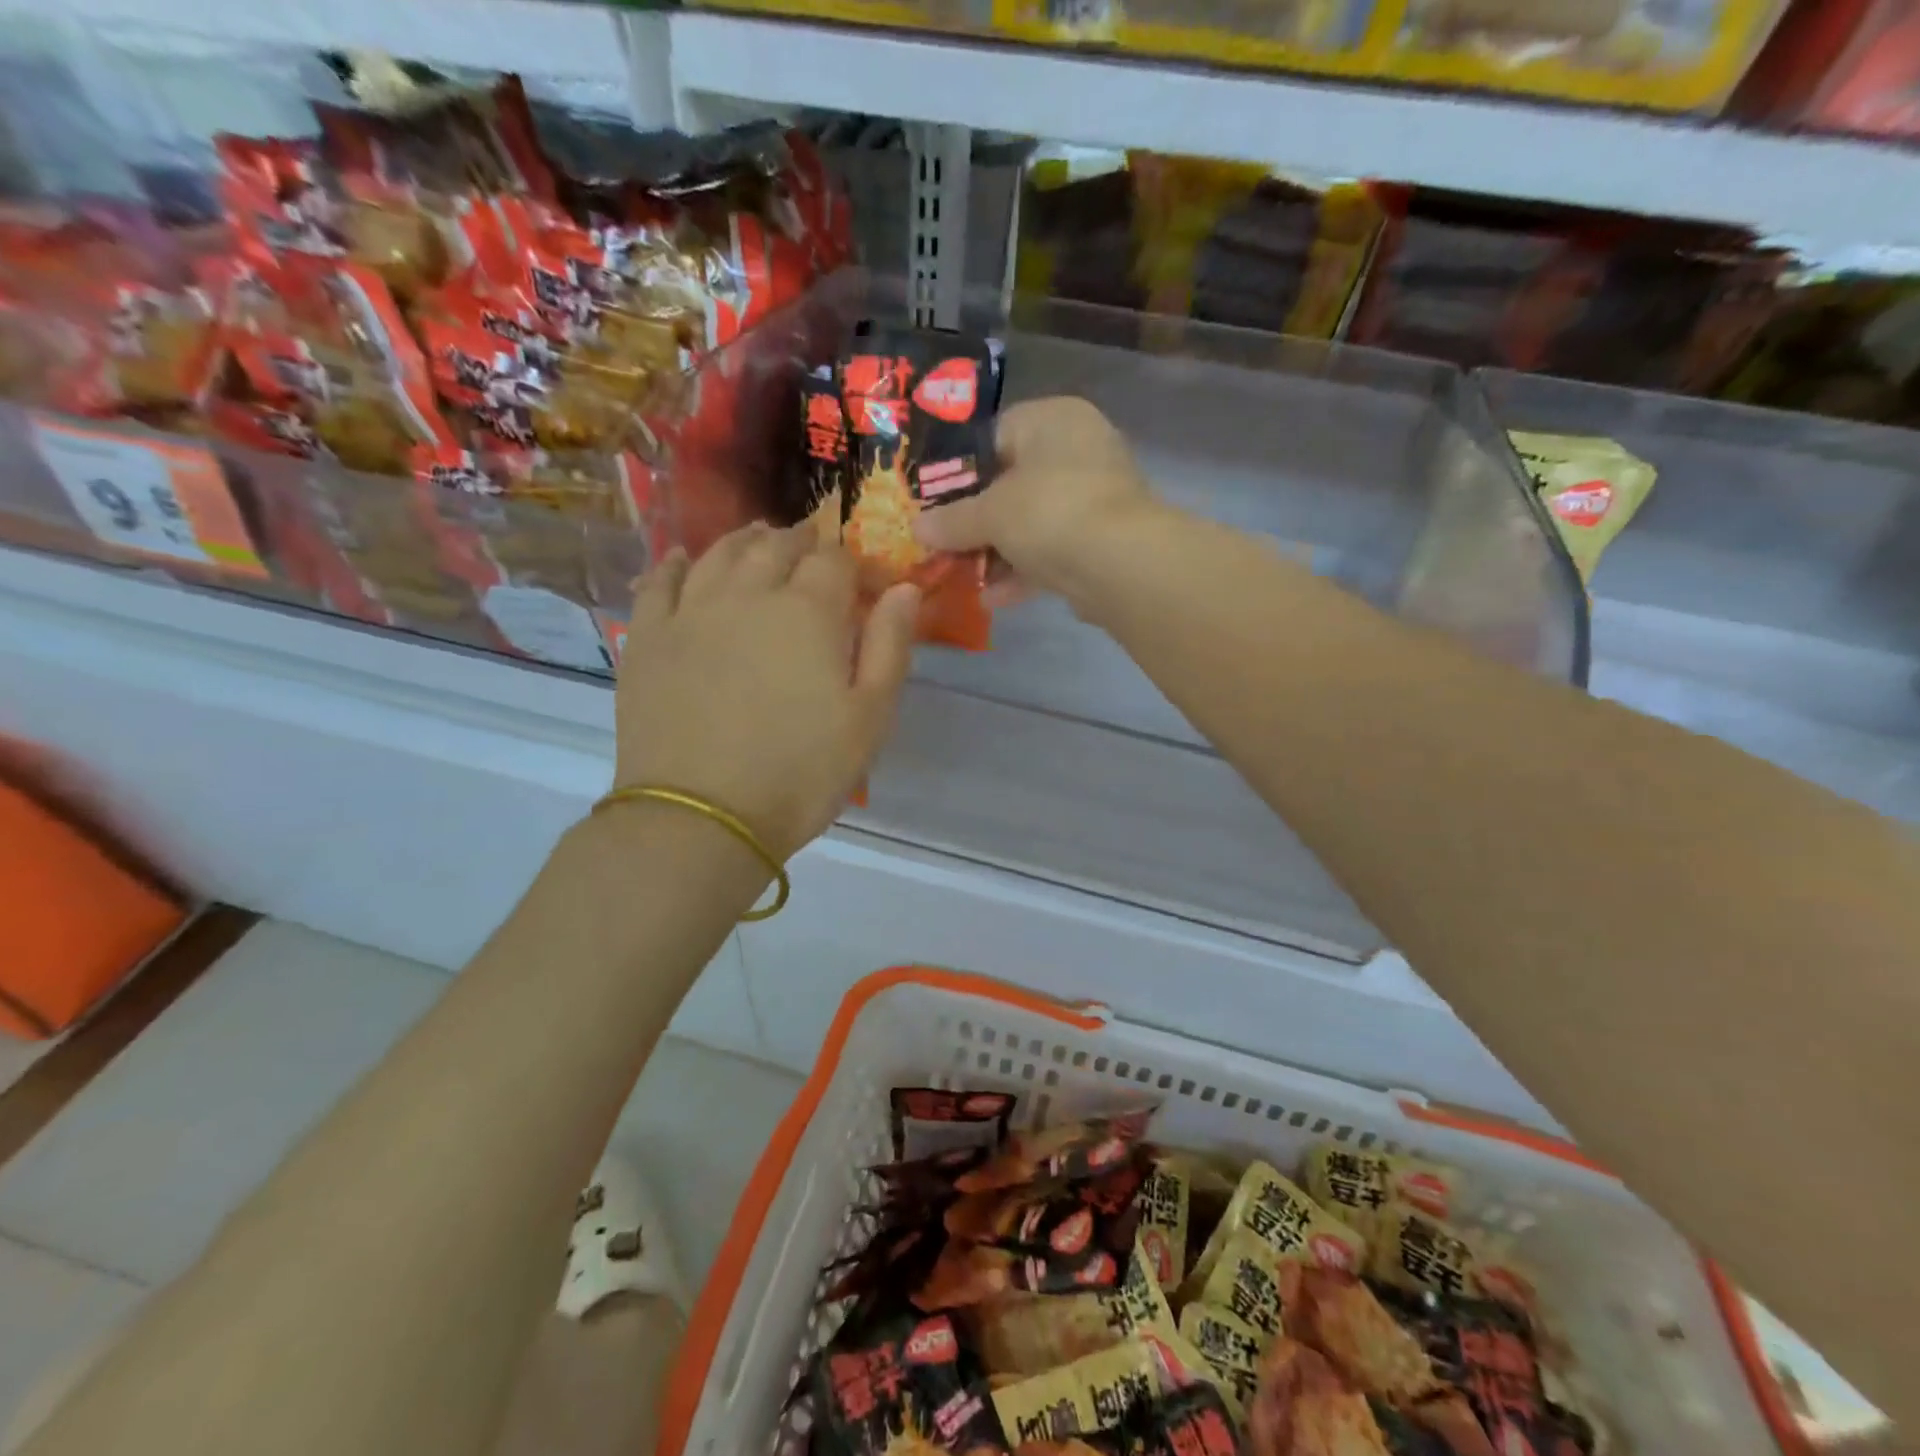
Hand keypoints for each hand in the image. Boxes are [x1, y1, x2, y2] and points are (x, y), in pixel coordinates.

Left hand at [614, 524, 919, 860]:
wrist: (702, 817)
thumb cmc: (802, 772)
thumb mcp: (871, 717)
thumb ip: (891, 645)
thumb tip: (904, 588)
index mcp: (809, 611)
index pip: (836, 559)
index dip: (856, 563)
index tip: (868, 584)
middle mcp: (748, 593)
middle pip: (777, 546)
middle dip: (803, 543)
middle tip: (815, 554)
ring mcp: (691, 612)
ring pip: (720, 553)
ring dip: (747, 541)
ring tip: (761, 541)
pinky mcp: (648, 638)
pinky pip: (661, 581)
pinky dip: (678, 563)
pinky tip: (687, 560)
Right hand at [912, 397, 1158, 604]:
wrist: (1121, 564)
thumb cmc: (1049, 513)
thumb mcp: (989, 514)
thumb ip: (951, 520)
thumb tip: (917, 527)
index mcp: (1053, 420)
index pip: (994, 435)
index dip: (959, 470)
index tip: (933, 501)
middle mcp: (1079, 449)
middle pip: (1012, 483)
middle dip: (976, 520)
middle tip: (943, 543)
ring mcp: (1095, 497)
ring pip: (1032, 522)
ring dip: (996, 552)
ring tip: (961, 577)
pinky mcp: (1103, 541)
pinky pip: (1052, 550)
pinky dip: (1023, 572)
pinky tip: (992, 599)